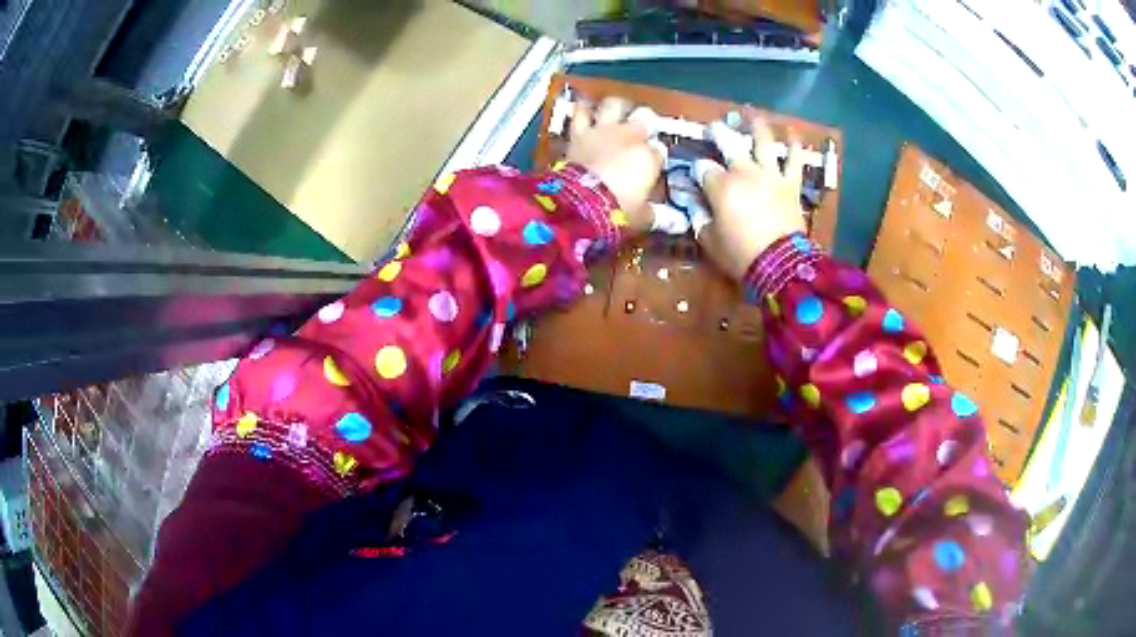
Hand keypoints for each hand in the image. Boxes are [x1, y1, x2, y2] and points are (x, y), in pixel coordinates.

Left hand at [565, 98, 666, 233]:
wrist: (581, 203)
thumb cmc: (619, 210)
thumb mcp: (644, 217)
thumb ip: (660, 215)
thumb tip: (678, 223)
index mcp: (650, 156)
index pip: (660, 149)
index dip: (656, 155)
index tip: (653, 163)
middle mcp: (631, 136)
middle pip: (644, 116)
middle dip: (645, 121)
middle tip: (641, 129)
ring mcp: (604, 130)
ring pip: (614, 105)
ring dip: (617, 107)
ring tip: (616, 112)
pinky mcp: (579, 131)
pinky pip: (581, 111)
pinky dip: (584, 107)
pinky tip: (585, 105)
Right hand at [696, 117, 807, 279]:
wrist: (780, 265)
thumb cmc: (740, 254)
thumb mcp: (710, 240)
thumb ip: (701, 219)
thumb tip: (696, 207)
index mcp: (720, 185)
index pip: (703, 168)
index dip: (697, 170)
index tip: (696, 175)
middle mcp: (744, 171)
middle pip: (728, 143)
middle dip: (718, 134)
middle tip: (714, 129)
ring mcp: (770, 174)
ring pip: (763, 141)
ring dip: (756, 126)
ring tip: (751, 116)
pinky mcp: (791, 183)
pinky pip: (794, 159)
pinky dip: (794, 145)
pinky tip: (792, 133)